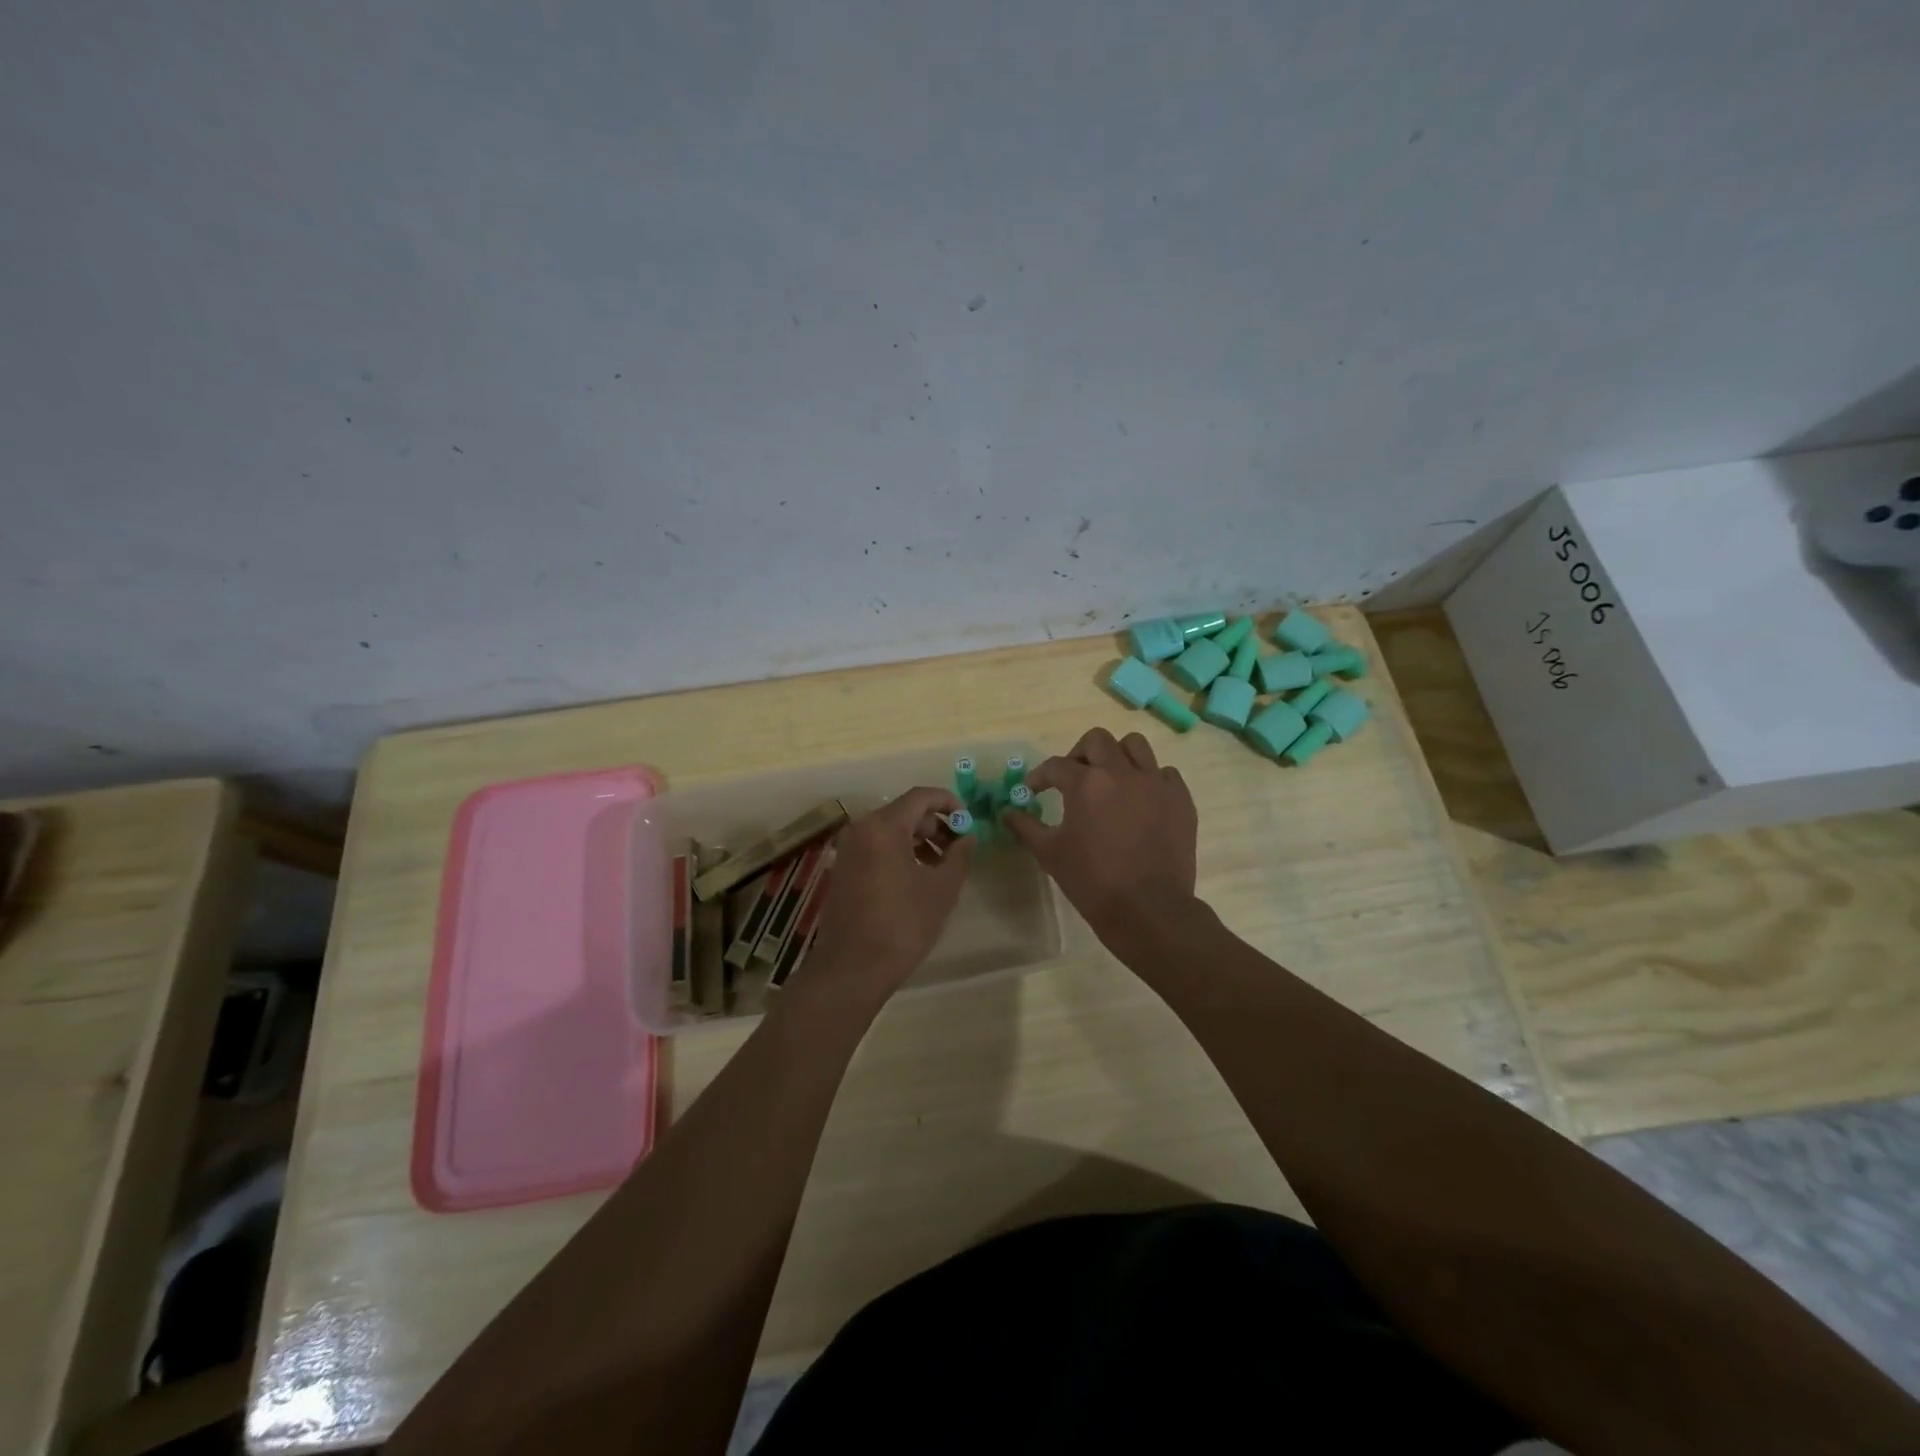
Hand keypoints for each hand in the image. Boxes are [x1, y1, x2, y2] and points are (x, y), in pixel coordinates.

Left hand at [804, 787, 972, 1000]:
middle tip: (959, 847)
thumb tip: (967, 837)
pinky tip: (918, 877)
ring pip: (891, 830)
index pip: (921, 796)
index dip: (949, 802)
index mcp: (883, 826)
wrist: (853, 967)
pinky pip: (877, 847)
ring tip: (943, 866)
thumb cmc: (903, 924)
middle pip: (905, 812)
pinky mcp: (844, 868)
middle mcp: (861, 829)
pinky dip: (900, 852)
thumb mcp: (942, 889)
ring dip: (919, 840)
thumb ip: (959, 855)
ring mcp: (848, 849)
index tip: (968, 820)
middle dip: (935, 825)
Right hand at [1004, 727, 1198, 950]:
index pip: (1056, 766)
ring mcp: (1155, 783)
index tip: (1034, 789)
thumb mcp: (1050, 854)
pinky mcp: (1180, 799)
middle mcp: (1122, 773)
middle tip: (1074, 777)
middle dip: (1079, 754)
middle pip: (1097, 740)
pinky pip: (1164, 773)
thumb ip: (1026, 826)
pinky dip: (1149, 779)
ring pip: (1135, 746)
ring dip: (1117, 756)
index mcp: (1086, 784)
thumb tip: (1006, 811)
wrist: (1148, 910)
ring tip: (1110, 779)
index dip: (1040, 776)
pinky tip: (1141, 801)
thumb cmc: (1092, 882)